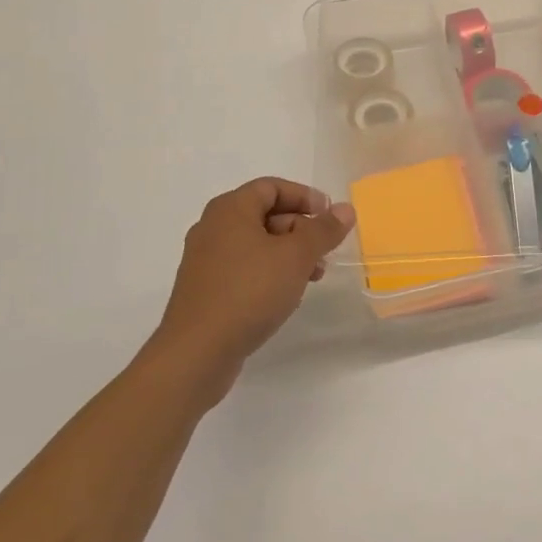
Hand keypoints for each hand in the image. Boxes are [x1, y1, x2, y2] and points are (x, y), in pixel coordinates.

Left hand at [145, 178, 354, 406]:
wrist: (196, 353)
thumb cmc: (249, 291)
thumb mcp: (296, 256)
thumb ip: (323, 230)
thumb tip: (345, 209)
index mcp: (230, 209)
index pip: (272, 187)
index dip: (304, 196)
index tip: (330, 216)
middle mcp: (213, 228)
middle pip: (265, 214)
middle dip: (300, 229)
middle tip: (325, 251)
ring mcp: (205, 260)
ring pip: (256, 244)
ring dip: (288, 254)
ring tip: (312, 278)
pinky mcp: (204, 290)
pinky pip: (243, 269)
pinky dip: (268, 273)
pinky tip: (285, 297)